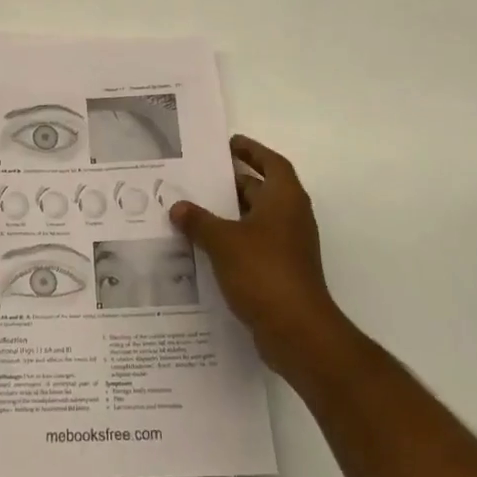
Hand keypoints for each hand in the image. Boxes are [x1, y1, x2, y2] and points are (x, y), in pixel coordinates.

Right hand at [171, 134, 348, 381]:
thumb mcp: (223, 241)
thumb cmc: (264, 272)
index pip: (271, 163)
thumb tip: (178, 207)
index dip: (252, 151)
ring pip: (255, 220)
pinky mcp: (281, 273)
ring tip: (193, 210)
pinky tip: (204, 247)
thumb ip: (199, 221)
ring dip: (230, 214)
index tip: (229, 145)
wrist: (298, 332)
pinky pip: (253, 245)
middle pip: (262, 190)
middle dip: (233, 183)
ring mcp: (288, 247)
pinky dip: (233, 241)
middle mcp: (290, 218)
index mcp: (284, 199)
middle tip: (199, 177)